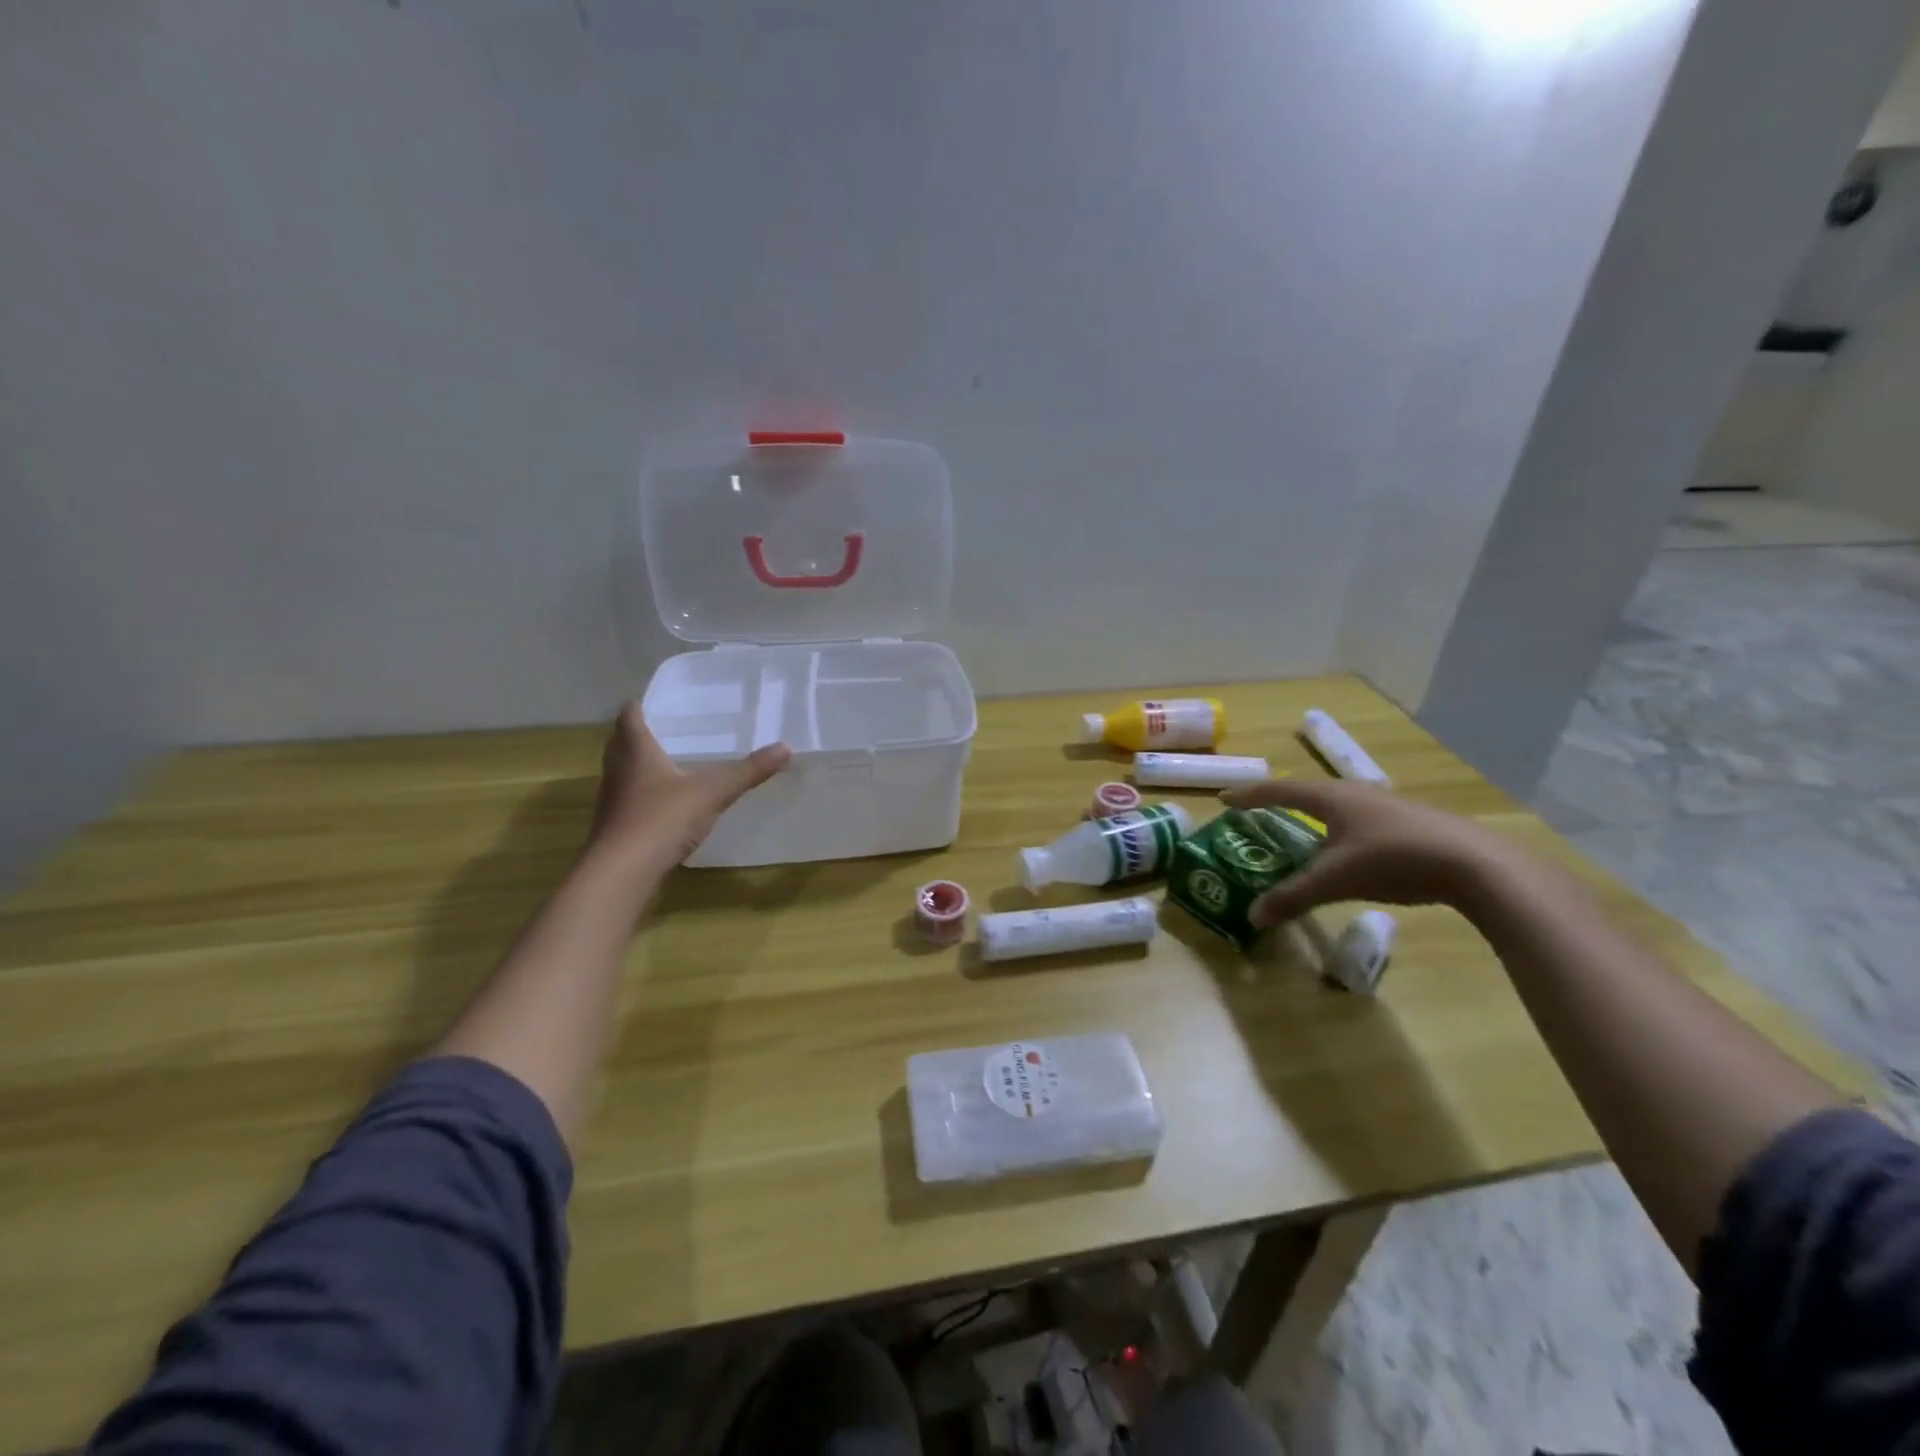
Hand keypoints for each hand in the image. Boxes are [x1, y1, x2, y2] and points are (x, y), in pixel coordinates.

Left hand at [589, 705, 791, 865]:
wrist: (622, 874)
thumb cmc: (661, 819)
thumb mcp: (712, 792)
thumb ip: (747, 771)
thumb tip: (786, 747)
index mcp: (636, 750)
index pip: (630, 714)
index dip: (642, 704)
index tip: (663, 700)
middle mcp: (618, 769)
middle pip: (622, 741)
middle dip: (643, 732)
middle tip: (673, 727)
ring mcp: (614, 800)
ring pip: (625, 771)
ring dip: (643, 764)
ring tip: (675, 761)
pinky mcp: (617, 827)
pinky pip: (631, 799)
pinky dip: (647, 794)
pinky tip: (670, 803)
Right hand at [1220, 778, 1510, 927]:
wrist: (1476, 864)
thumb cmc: (1393, 860)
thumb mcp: (1335, 881)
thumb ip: (1293, 896)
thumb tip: (1252, 916)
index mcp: (1331, 797)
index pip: (1278, 791)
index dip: (1249, 796)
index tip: (1224, 799)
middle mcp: (1356, 792)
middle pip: (1308, 792)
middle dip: (1281, 803)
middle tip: (1260, 815)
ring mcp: (1387, 804)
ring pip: (1338, 805)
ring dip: (1314, 817)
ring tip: (1302, 833)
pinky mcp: (1411, 821)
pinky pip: (1360, 819)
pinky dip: (1340, 830)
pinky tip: (1349, 850)